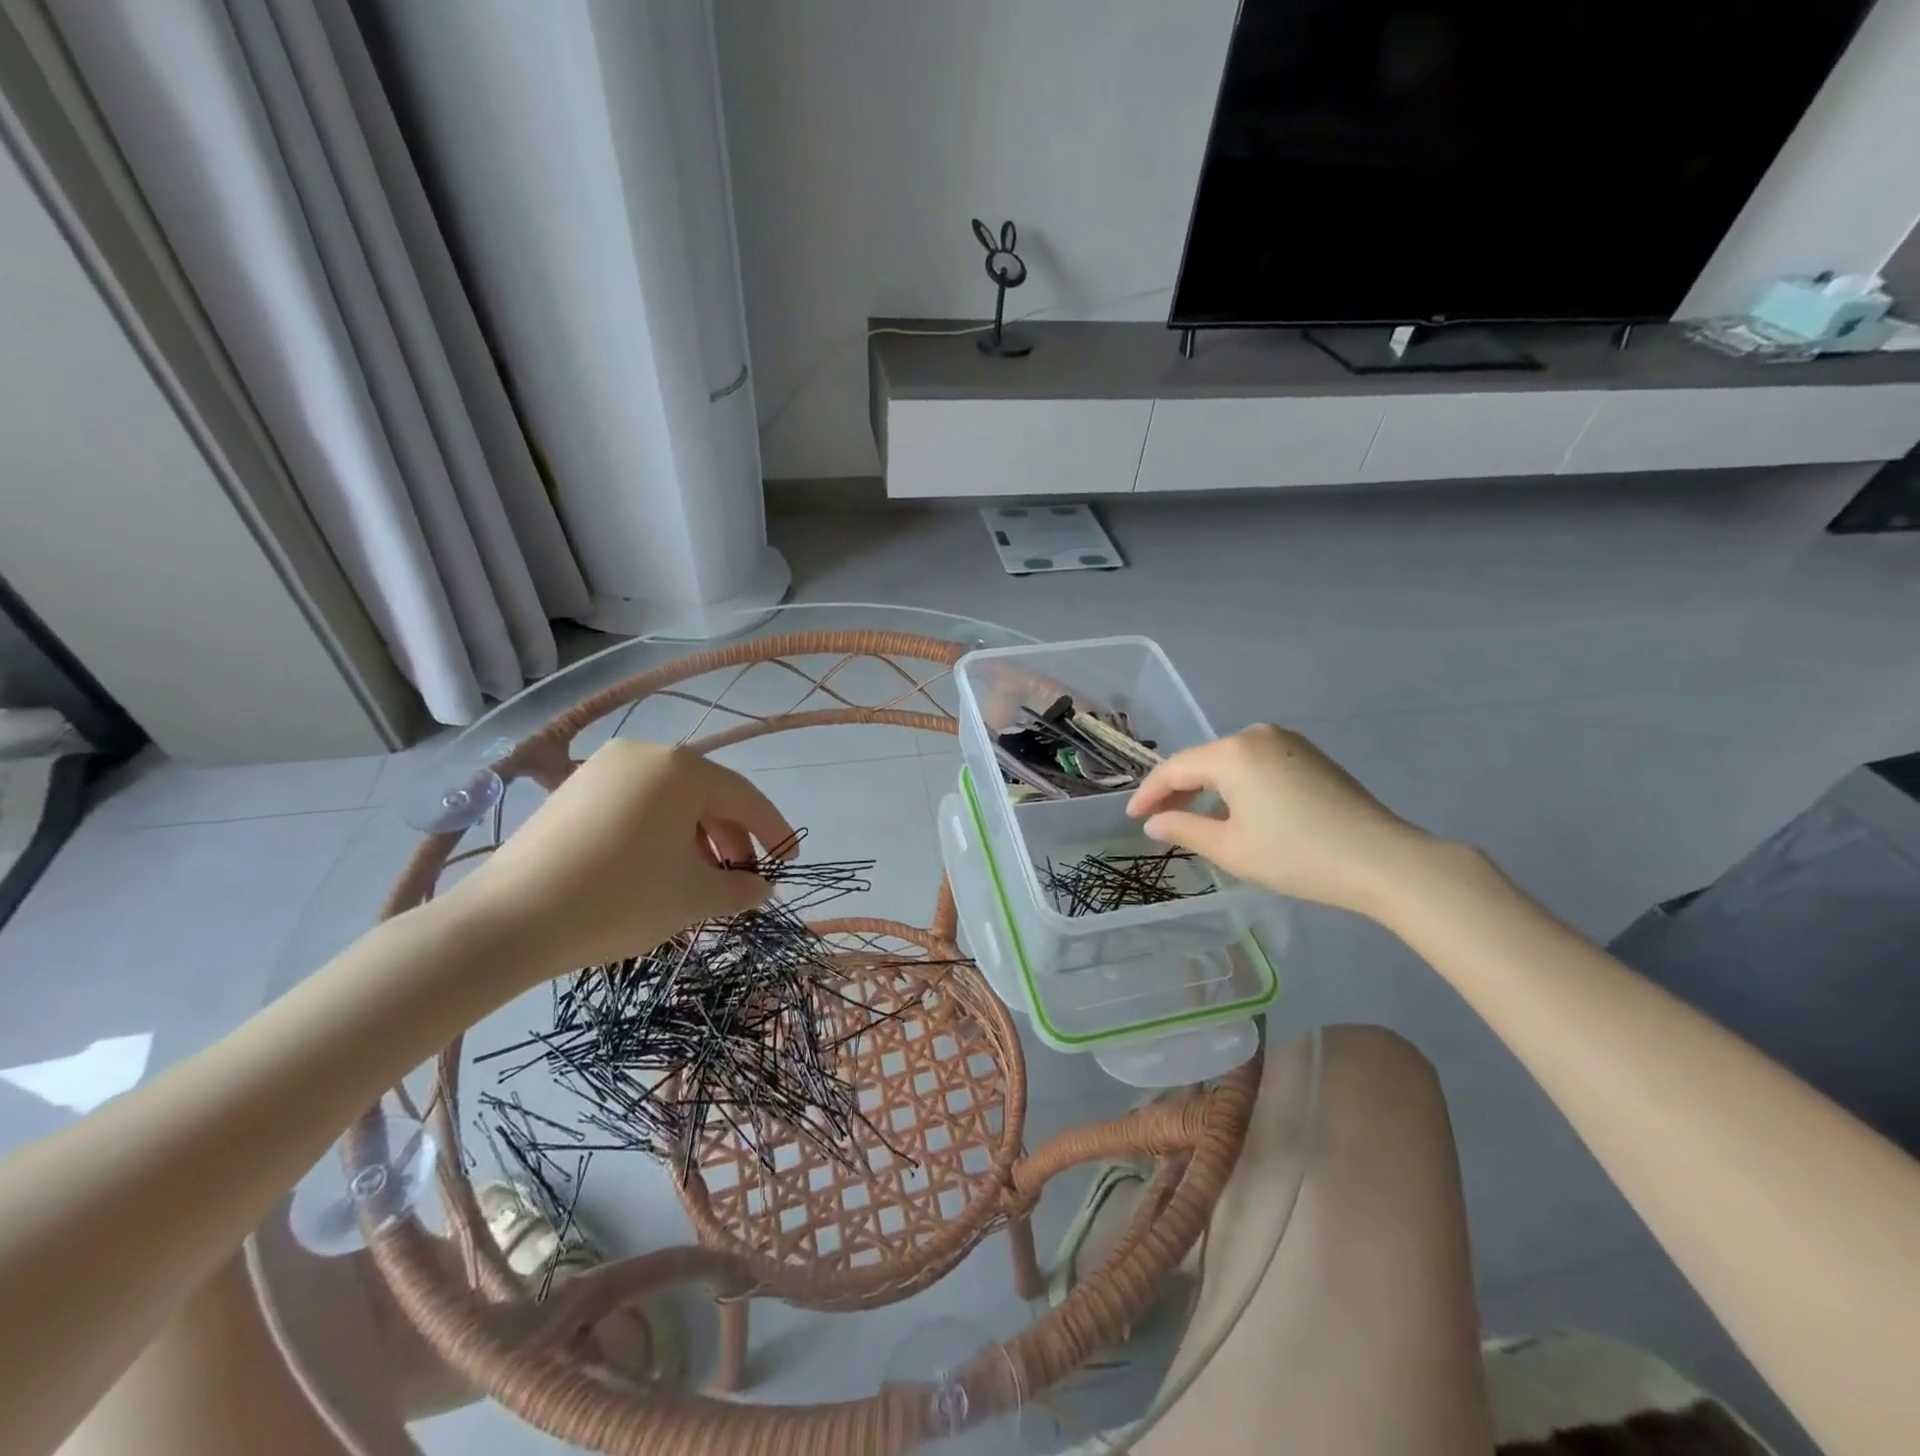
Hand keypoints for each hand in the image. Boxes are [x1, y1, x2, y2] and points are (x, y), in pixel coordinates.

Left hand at [443, 741, 793, 980]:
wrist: (507, 923)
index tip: (790, 863)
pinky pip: (637, 806)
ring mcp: (603, 769)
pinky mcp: (573, 791)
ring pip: (671, 802)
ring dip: (698, 840)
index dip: (774, 832)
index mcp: (681, 768)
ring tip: (703, 882)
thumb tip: (760, 887)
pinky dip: (661, 835)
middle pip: (707, 796)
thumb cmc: (620, 899)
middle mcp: (644, 754)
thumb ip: (740, 888)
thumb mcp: (694, 897)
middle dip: (732, 839)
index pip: (745, 797)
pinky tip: (660, 870)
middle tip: (744, 880)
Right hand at [1126, 724, 1442, 919]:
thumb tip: (1154, 822)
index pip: (1175, 769)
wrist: (1382, 860)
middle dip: (1178, 790)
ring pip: (1230, 762)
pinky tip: (1235, 811)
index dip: (1149, 794)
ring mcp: (1288, 742)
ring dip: (1208, 789)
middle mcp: (1257, 735)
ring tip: (1194, 820)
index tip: (1132, 817)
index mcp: (1232, 752)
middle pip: (1203, 761)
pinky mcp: (1310, 755)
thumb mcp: (1230, 848)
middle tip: (1159, 820)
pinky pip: (1257, 764)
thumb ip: (1183, 829)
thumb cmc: (1296, 855)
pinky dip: (1238, 785)